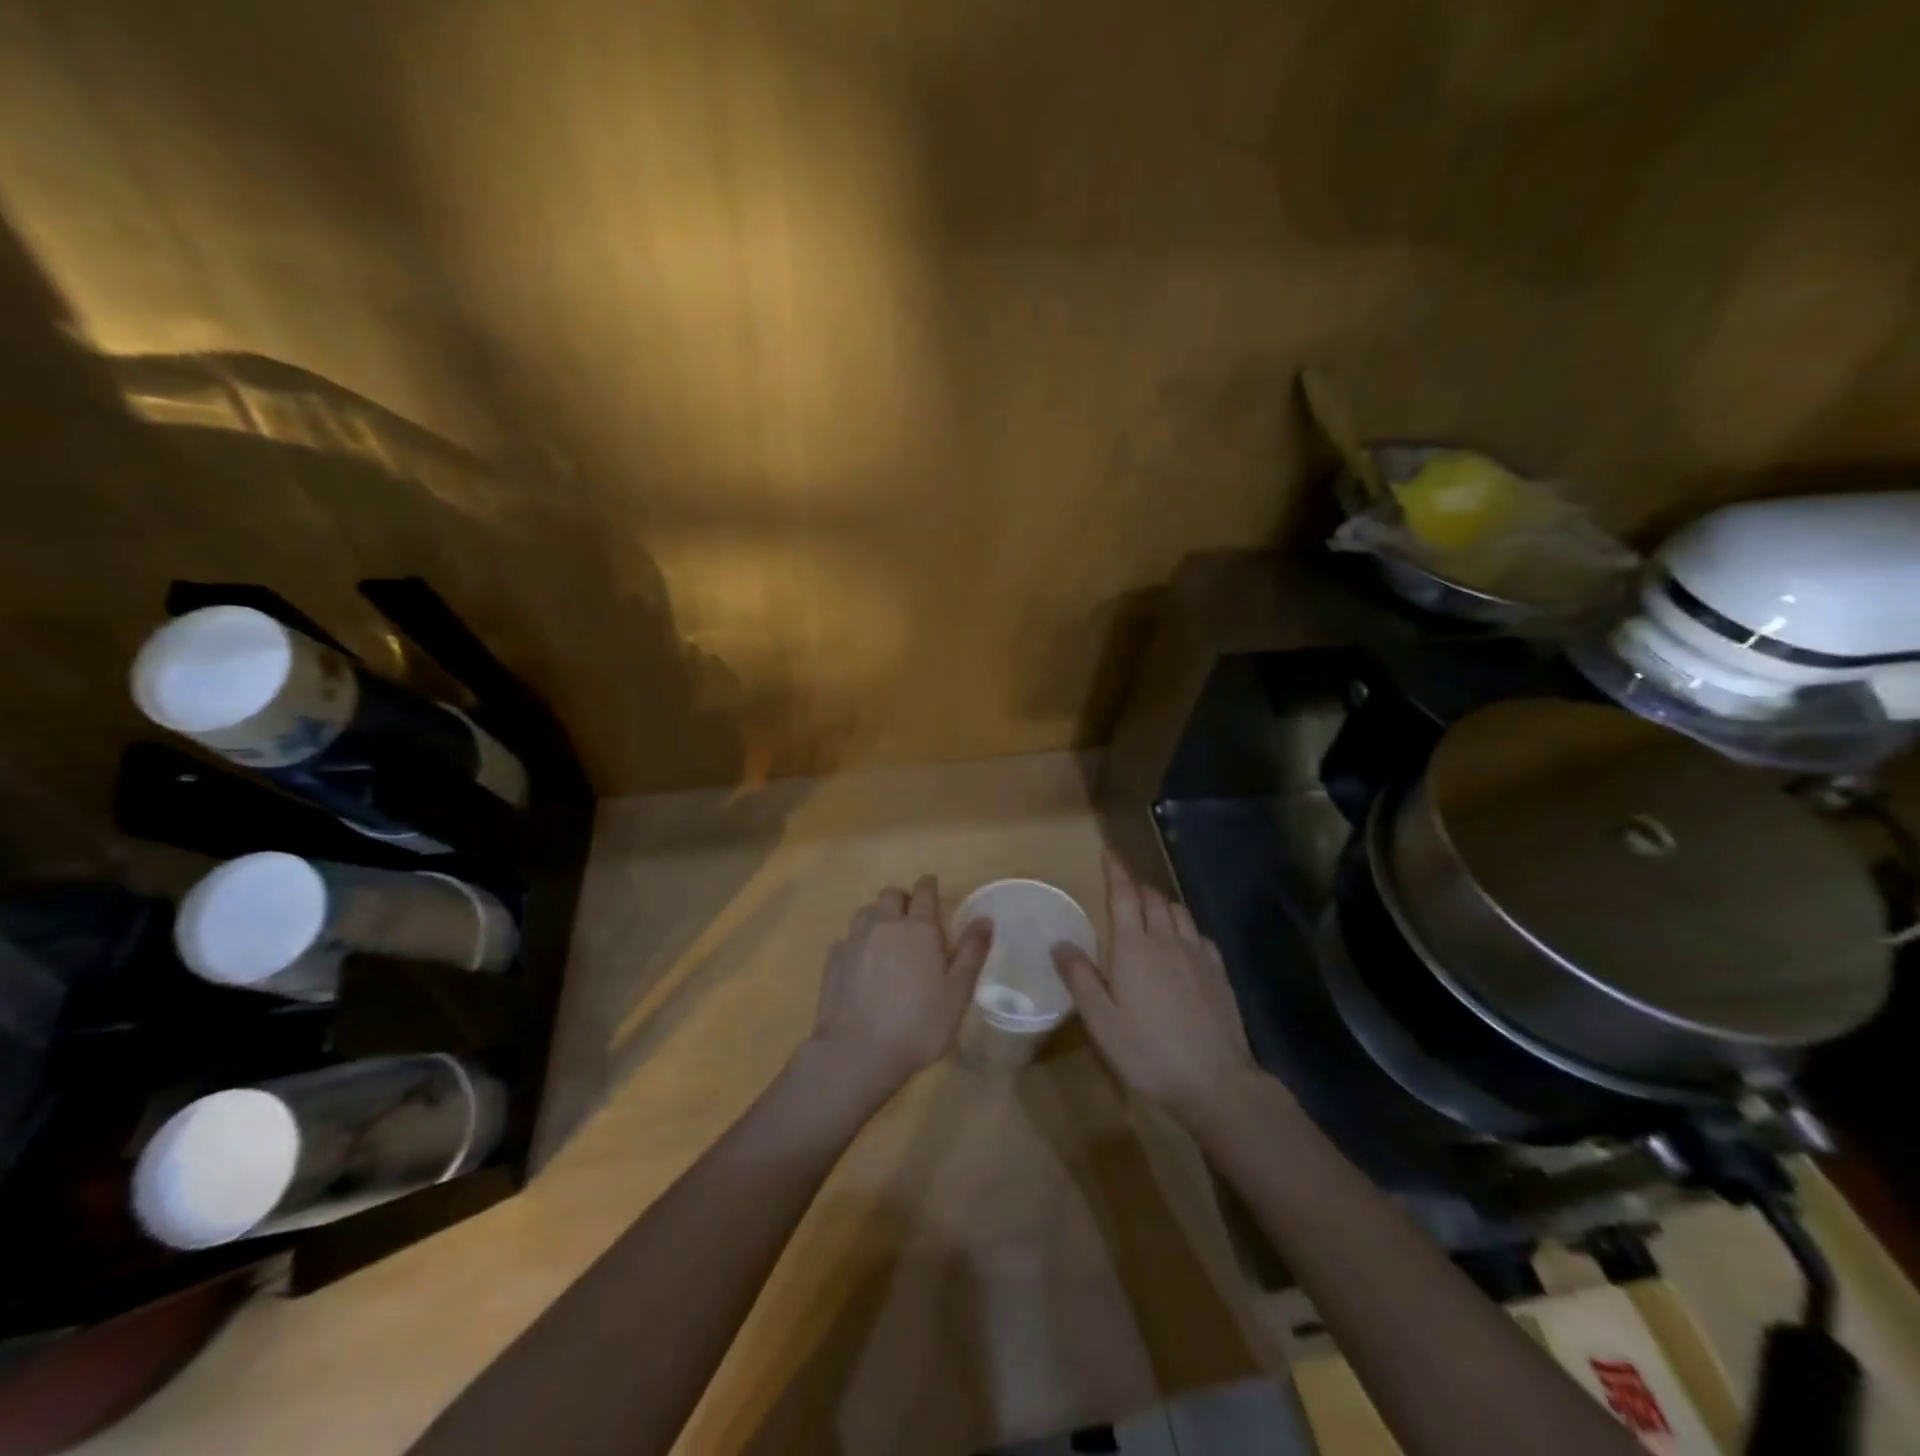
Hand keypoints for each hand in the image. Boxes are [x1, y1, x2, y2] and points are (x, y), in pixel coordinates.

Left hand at [809, 875, 992, 1097]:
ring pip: (866, 912)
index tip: (932, 888)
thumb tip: (985, 918)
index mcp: (919, 928)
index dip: (929, 886)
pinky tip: (862, 965)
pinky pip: (848, 938)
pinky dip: (858, 942)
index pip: (924, 891)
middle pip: (891, 895)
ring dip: (878, 916)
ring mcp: (855, 940)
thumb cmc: (918, 1024)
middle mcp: (885, 924)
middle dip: (903, 899)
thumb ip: (972, 952)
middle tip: (912, 919)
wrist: (857, 1051)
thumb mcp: (958, 993)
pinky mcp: (834, 959)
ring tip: (886, 938)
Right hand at [1052, 853, 1257, 1122]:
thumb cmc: (1148, 1051)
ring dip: (1160, 902)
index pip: (1124, 895)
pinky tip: (1183, 942)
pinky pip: (1199, 935)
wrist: (1214, 1080)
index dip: (1116, 871)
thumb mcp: (1101, 1021)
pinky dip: (1185, 927)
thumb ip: (1080, 978)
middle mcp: (1167, 941)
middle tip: (1122, 886)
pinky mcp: (1219, 973)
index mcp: (1134, 947)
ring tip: (1149, 909)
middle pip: (1152, 898)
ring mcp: (1197, 955)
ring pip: (1178, 912)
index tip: (1108, 852)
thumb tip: (1060, 943)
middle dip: (1136, 886)